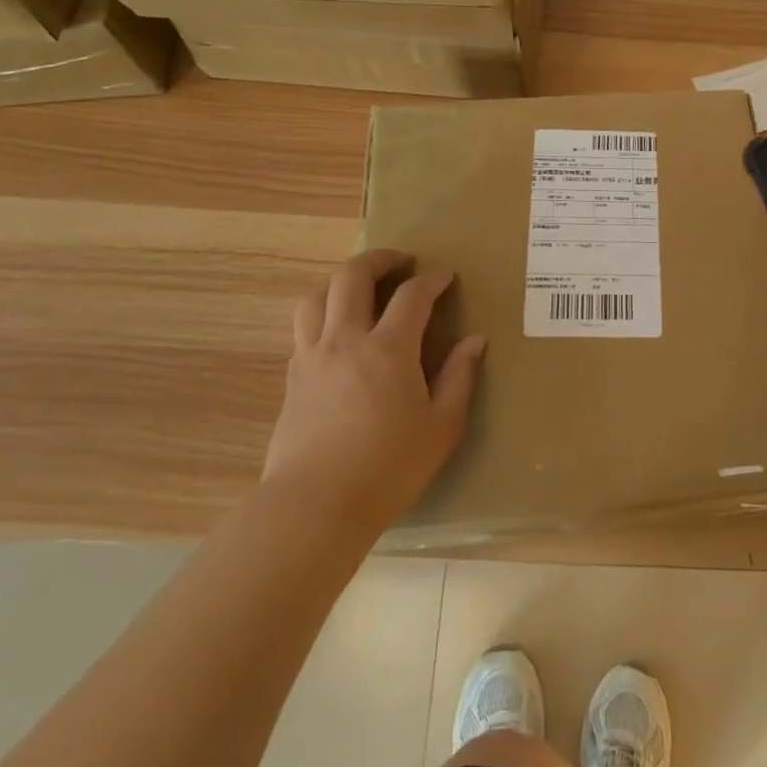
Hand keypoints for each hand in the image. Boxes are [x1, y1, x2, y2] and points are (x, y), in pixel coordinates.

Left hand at [263, 249, 485, 528]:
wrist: (314, 508)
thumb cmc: (388, 469)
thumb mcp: (441, 427)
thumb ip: (459, 377)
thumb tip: (474, 340)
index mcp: (389, 349)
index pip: (412, 295)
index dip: (432, 279)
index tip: (445, 276)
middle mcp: (346, 340)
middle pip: (352, 277)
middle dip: (379, 259)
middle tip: (401, 261)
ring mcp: (312, 357)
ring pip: (316, 297)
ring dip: (341, 282)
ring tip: (361, 289)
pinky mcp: (292, 379)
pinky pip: (303, 328)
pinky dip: (323, 314)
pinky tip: (339, 334)